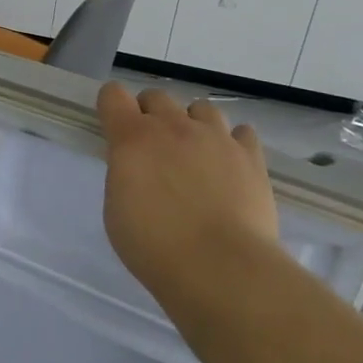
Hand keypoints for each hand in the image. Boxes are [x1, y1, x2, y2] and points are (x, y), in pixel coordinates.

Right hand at [96, 83, 277, 289]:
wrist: (221, 268)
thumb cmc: (154, 246)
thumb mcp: (116, 209)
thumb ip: (124, 174)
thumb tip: (138, 167)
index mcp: (132, 137)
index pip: (113, 94)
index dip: (112, 107)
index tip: (114, 129)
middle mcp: (173, 126)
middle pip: (157, 96)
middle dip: (150, 114)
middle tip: (153, 148)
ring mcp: (216, 138)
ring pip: (201, 108)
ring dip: (192, 125)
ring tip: (195, 155)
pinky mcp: (250, 157)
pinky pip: (242, 133)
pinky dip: (233, 143)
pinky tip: (229, 165)